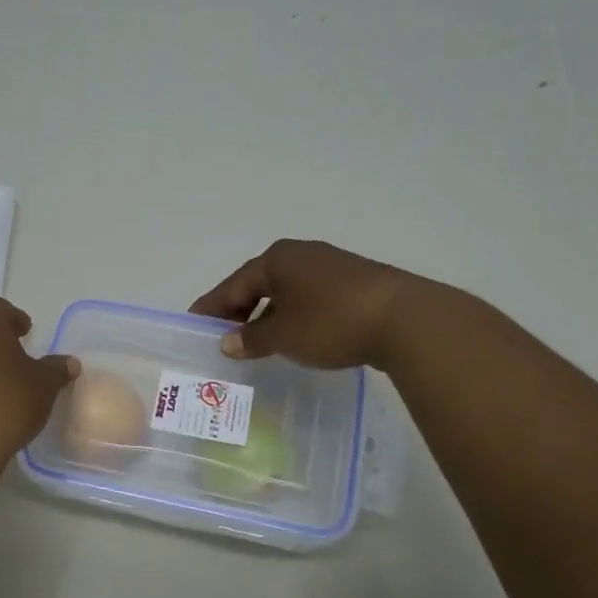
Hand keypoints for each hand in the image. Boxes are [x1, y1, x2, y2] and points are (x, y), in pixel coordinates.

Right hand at [189, 239, 422, 370]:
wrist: (404, 319)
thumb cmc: (331, 322)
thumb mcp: (283, 335)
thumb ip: (251, 338)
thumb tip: (227, 341)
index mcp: (277, 259)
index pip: (233, 284)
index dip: (212, 306)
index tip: (194, 323)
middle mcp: (301, 255)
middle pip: (259, 283)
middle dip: (239, 310)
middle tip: (223, 336)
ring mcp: (330, 266)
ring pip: (286, 291)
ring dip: (267, 314)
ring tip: (256, 341)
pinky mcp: (353, 283)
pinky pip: (309, 297)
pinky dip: (293, 315)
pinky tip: (294, 336)